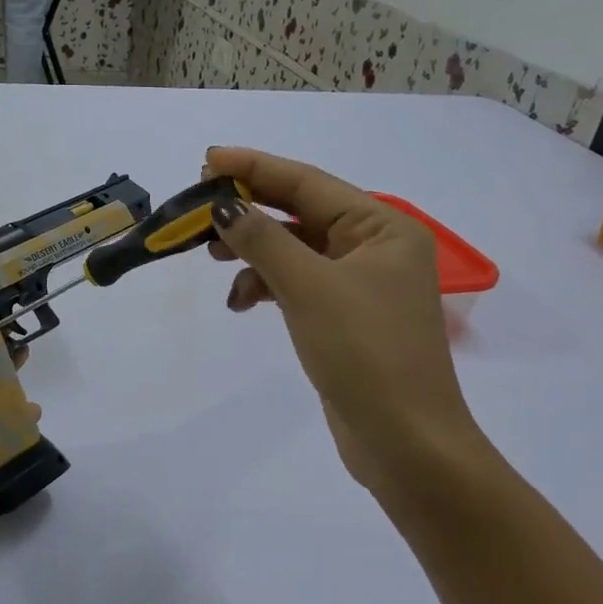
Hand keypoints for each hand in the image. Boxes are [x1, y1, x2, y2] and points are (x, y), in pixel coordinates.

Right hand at [203, 146, 491, 501]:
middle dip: (249, 212)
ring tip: (214, 258)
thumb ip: (263, 240)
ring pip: (293, 250)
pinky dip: (266, 286)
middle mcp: (374, 247)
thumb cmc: (364, 352)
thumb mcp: (308, 287)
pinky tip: (240, 302)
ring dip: (253, 252)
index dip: (255, 168)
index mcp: (381, 228)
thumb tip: (223, 208)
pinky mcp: (342, 317)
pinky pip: (296, 283)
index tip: (208, 160)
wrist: (404, 443)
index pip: (308, 182)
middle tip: (198, 212)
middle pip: (299, 213)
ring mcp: (358, 285)